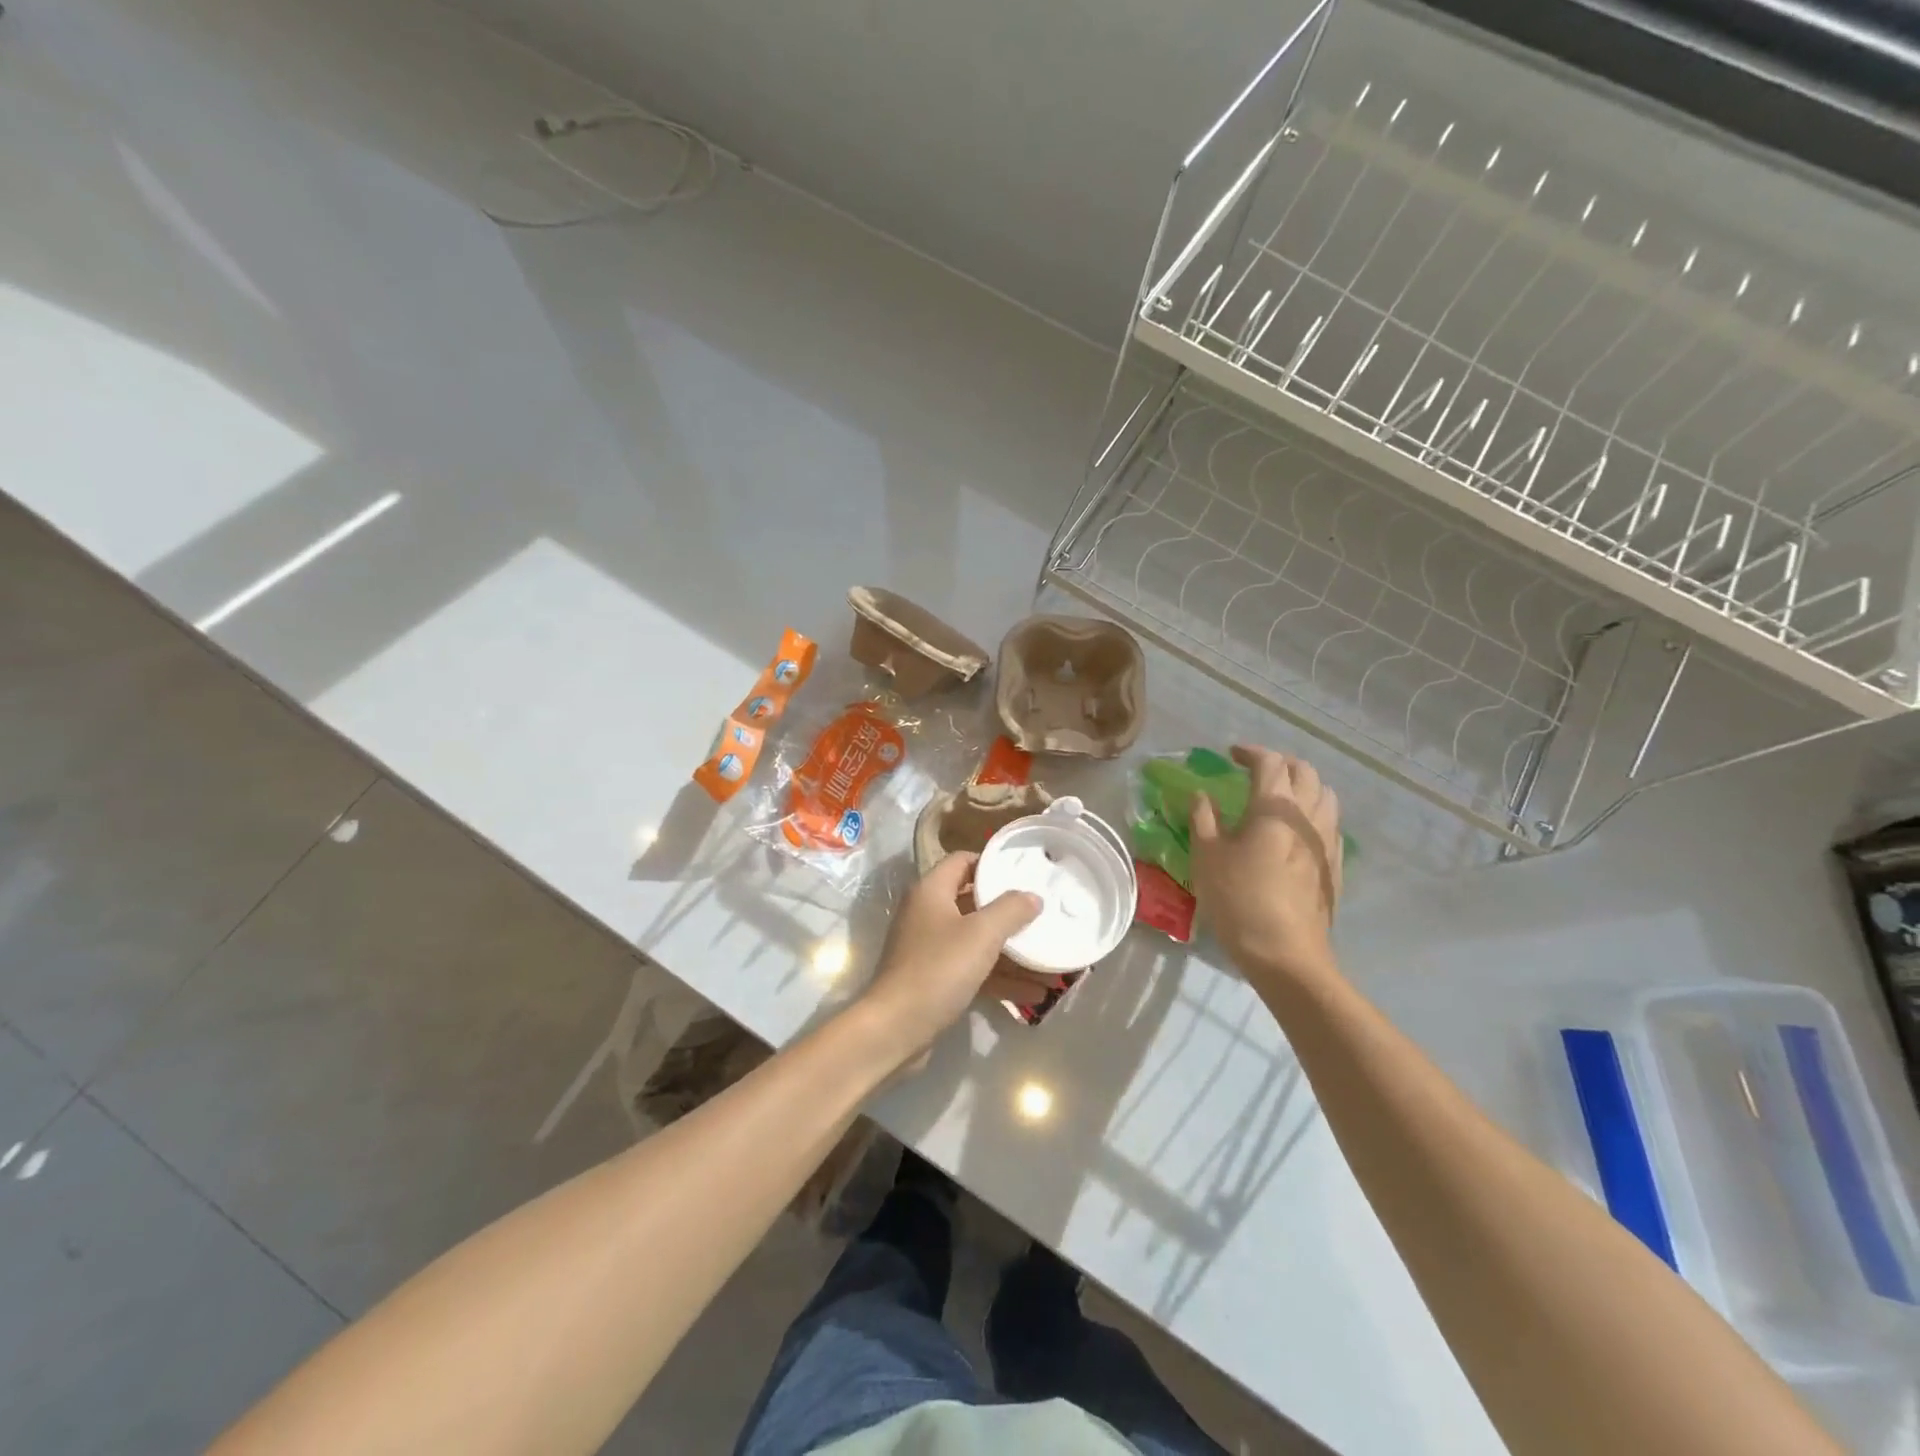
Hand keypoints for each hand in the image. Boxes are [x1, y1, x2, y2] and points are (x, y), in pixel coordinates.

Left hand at [858, 853, 1042, 1062]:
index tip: (1024, 871)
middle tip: (1044, 914)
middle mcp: (928, 913)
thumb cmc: (938, 969)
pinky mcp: (935, 979)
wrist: (895, 1029)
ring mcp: (930, 948)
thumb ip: (1010, 910)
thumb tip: (1032, 896)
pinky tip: (1034, 994)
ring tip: (1050, 962)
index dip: (992, 863)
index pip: (962, 861)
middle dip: (1010, 913)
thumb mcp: (981, 935)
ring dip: (1012, 953)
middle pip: (974, 903)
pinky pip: (974, 970)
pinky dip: (1000, 978)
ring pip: (977, 941)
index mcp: (931, 891)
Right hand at [1189, 746, 1342, 986]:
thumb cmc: (1238, 900)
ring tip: (1279, 796)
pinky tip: (1296, 830)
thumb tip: (1201, 794)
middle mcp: (1308, 815)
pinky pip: (1331, 822)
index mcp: (1274, 807)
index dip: (1250, 752)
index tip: (1231, 754)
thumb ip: (1203, 818)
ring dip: (1302, 785)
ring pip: (1324, 794)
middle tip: (1254, 770)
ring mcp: (1328, 840)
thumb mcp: (1207, 857)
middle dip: (1279, 763)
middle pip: (1304, 771)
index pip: (1270, 762)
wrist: (1285, 953)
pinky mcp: (1336, 864)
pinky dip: (1314, 812)